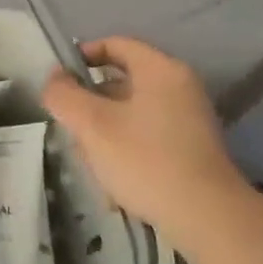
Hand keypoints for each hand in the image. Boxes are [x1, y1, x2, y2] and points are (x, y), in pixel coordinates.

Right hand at [42, 37, 250, 234]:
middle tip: (71, 128)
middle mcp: (180, 87)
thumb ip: (64, 95)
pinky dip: (125, 149)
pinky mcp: (191, 149)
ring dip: (104, 132)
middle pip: (120, 82)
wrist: (207, 218)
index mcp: (161, 70)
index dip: (82, 56)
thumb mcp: (92, 125)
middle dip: (90, 105)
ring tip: (90, 162)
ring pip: (130, 113)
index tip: (59, 81)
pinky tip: (113, 181)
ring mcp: (189, 119)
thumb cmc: (145, 160)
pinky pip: (146, 136)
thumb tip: (54, 79)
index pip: (115, 45)